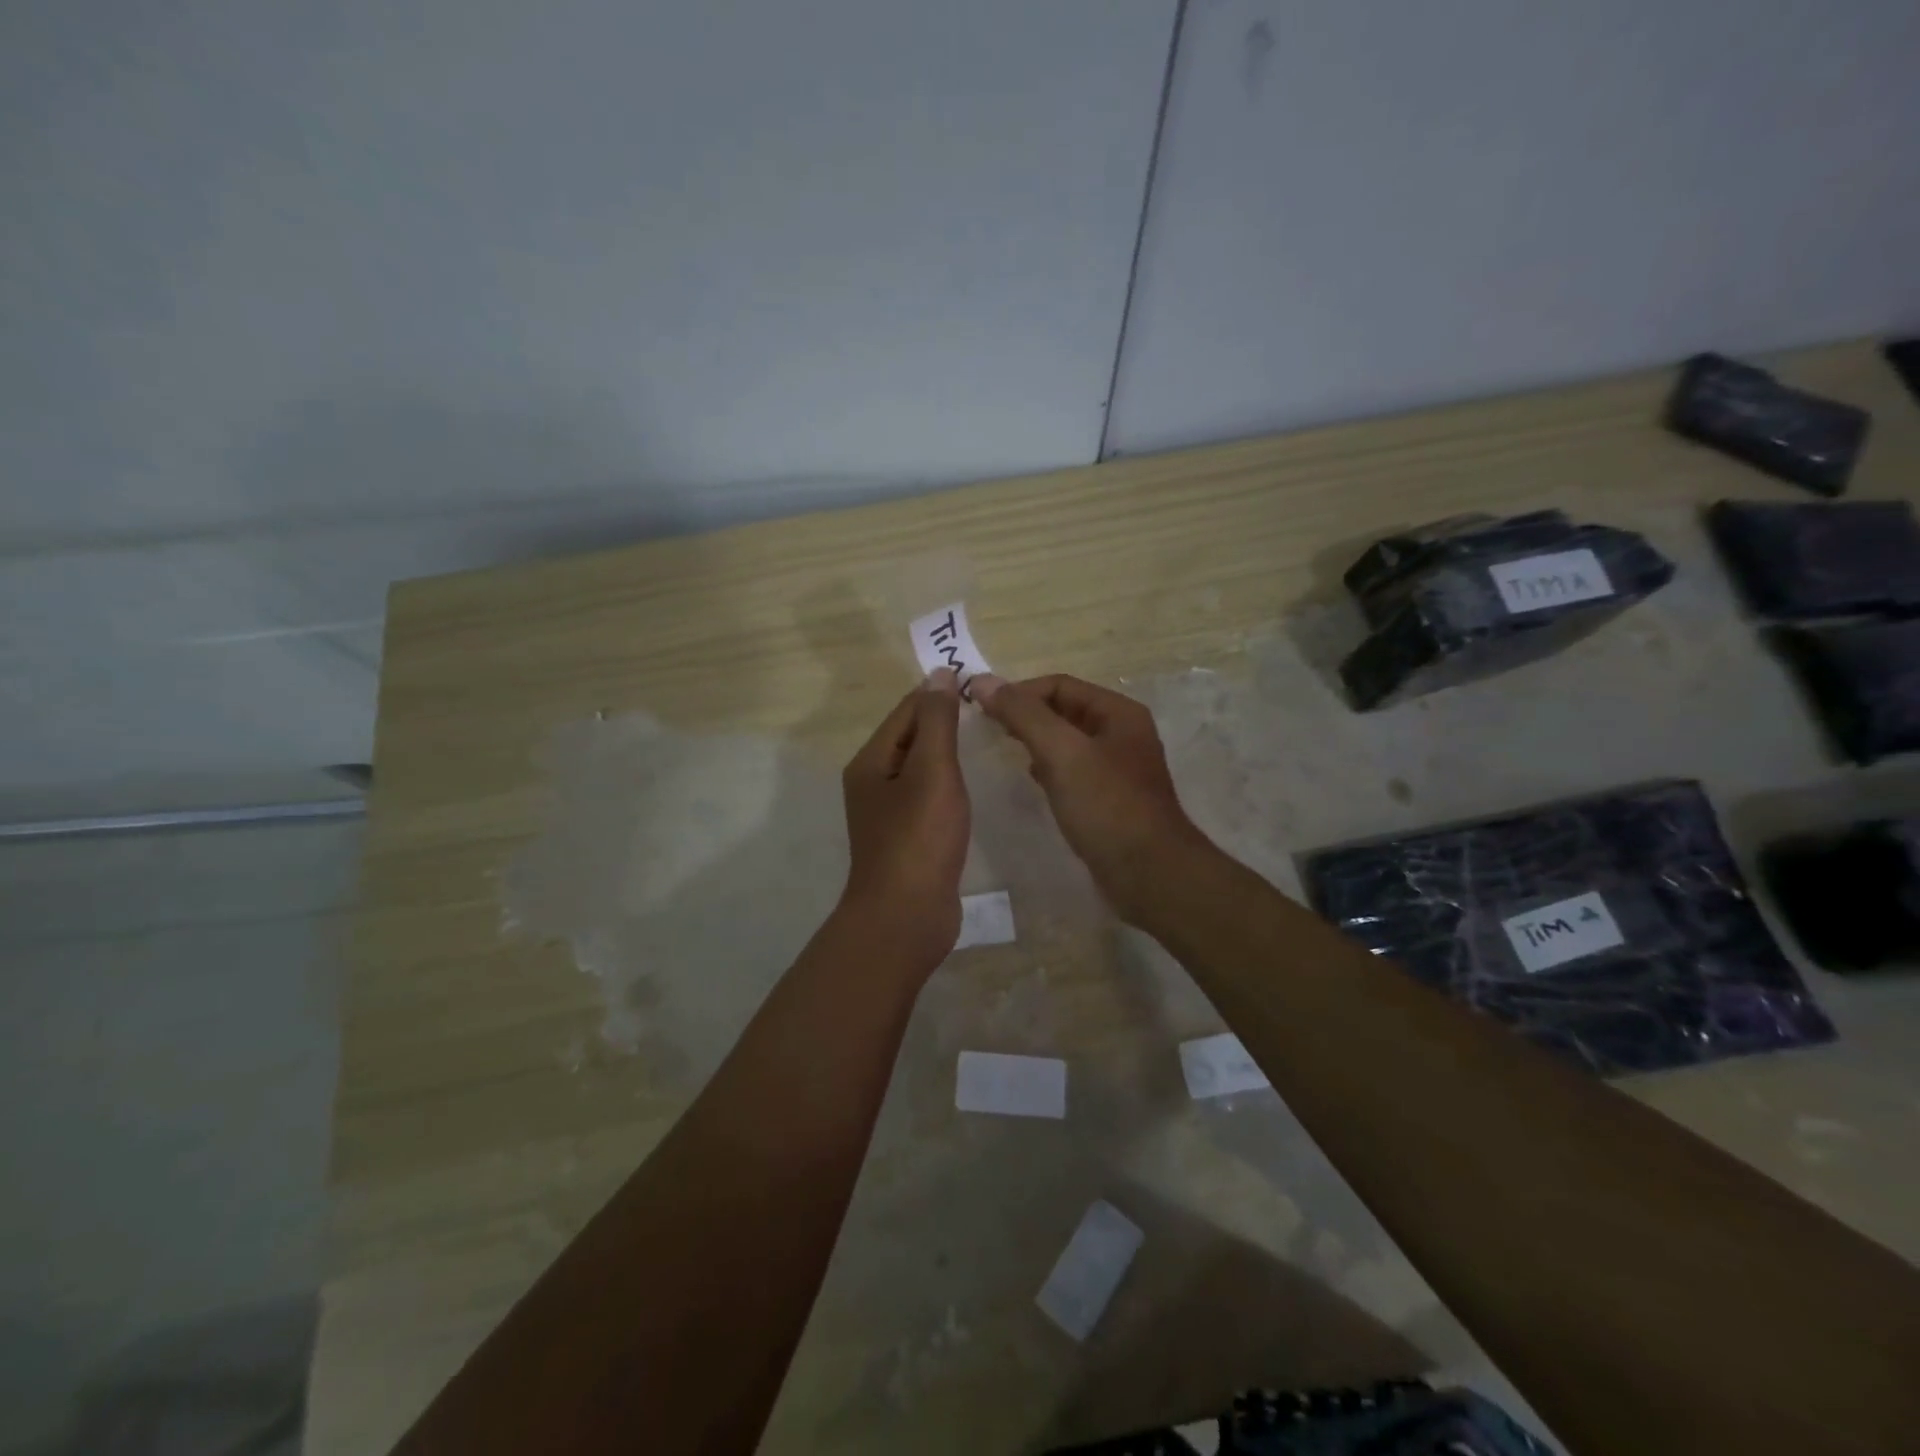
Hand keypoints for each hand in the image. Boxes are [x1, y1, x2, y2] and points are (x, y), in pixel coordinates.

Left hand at [838, 669, 970, 970]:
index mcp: (871, 760)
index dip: (941, 694)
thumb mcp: (932, 770)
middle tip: (991, 714)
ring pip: (921, 768)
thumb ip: (937, 721)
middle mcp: (873, 781)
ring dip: (948, 753)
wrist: (906, 916)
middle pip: (911, 737)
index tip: (982, 687)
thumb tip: (939, 674)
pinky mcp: (906, 838)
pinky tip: (970, 787)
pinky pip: (928, 797)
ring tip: (986, 743)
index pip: (908, 710)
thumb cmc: (919, 838)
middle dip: (946, 722)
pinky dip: (948, 784)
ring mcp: (888, 813)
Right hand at [973, 673, 1206, 922]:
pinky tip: (1033, 779)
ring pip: (1067, 742)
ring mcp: (1118, 768)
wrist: (1149, 874)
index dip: (1020, 691)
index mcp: (1118, 713)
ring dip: (1036, 741)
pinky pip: (1073, 771)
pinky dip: (1049, 768)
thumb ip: (1023, 714)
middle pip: (1064, 710)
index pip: (1060, 685)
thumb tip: (983, 681)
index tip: (983, 708)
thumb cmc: (1106, 806)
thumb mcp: (1062, 752)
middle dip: (1026, 715)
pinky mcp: (1110, 799)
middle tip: (988, 728)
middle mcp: (1122, 734)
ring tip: (1005, 749)